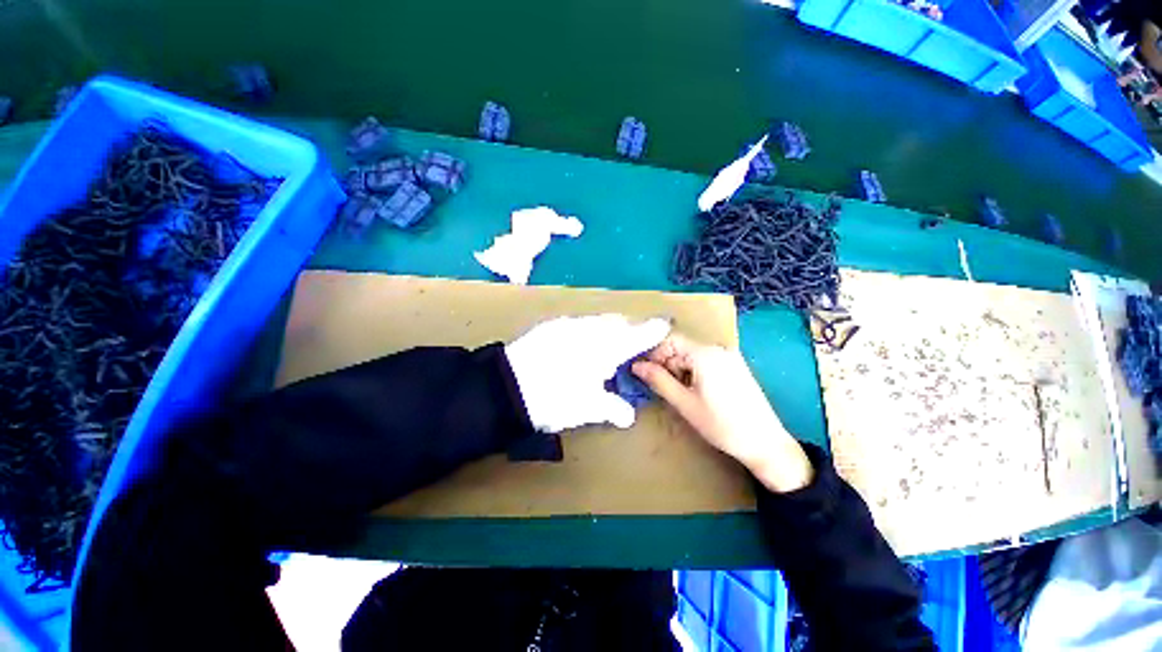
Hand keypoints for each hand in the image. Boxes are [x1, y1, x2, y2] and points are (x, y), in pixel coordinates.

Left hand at [505, 315, 670, 432]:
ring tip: (603, 346)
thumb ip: (612, 408)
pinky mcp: (551, 325)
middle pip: (618, 323)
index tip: (665, 324)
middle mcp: (591, 329)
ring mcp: (569, 324)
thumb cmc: (554, 399)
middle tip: (630, 346)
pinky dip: (586, 330)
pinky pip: (578, 322)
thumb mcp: (586, 408)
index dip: (653, 329)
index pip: (637, 335)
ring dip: (606, 329)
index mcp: (606, 348)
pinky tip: (577, 344)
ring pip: (598, 320)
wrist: (507, 387)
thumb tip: (628, 416)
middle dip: (628, 330)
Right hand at [632, 333, 813, 492]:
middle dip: (668, 365)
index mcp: (705, 354)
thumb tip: (636, 366)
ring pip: (692, 355)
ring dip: (681, 370)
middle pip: (682, 347)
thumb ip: (658, 380)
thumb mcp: (684, 403)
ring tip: (682, 395)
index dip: (654, 355)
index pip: (670, 341)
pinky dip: (695, 372)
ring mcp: (729, 356)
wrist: (766, 444)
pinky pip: (706, 361)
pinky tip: (698, 393)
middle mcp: (718, 349)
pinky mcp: (736, 366)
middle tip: (665, 389)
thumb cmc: (721, 425)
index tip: (646, 374)